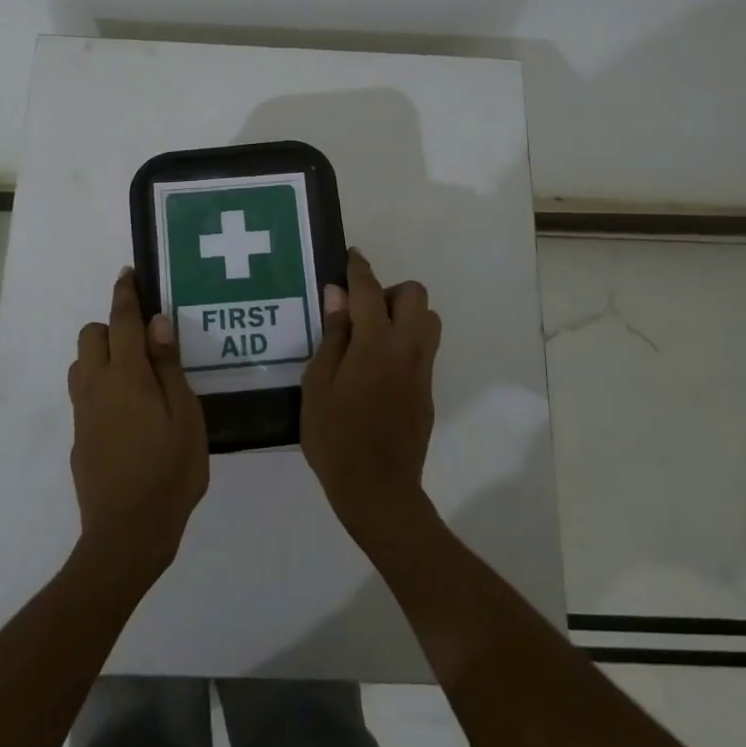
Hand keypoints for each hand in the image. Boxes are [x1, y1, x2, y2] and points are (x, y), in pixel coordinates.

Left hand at [67, 269, 209, 586]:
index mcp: (126, 377)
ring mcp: (83, 413)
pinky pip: (84, 394)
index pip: (121, 321)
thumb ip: (169, 367)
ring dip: (102, 356)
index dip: (125, 294)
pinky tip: (128, 412)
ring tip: (137, 376)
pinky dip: (100, 385)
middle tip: (145, 344)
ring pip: (81, 364)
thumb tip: (158, 323)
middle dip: (112, 327)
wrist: (127, 534)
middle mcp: (96, 387)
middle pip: (90, 336)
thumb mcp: (186, 417)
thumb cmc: (169, 472)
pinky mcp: (79, 437)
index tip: (128, 273)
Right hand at [300, 249, 441, 547]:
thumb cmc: (336, 438)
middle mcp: (407, 348)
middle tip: (360, 314)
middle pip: (415, 295)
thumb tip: (337, 295)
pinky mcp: (427, 390)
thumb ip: (332, 336)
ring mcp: (422, 370)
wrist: (378, 490)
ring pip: (428, 320)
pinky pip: (424, 348)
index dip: (359, 268)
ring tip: (372, 338)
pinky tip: (378, 368)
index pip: (369, 290)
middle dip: (389, 292)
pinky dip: (406, 341)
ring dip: (404, 315)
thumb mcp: (317, 385)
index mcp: (375, 343)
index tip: (351, 255)